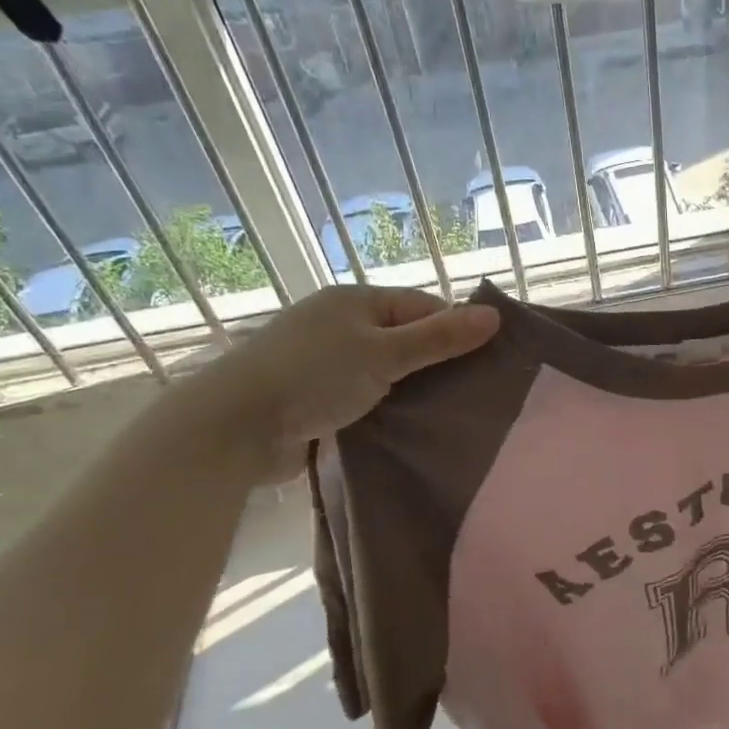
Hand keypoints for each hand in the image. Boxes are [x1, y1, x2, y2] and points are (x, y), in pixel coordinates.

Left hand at [175, 286, 499, 481]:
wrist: (234, 427)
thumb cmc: (312, 376)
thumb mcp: (384, 354)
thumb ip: (439, 338)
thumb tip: (495, 316)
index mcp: (355, 301)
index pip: (422, 307)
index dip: (454, 330)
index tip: (485, 362)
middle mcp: (338, 324)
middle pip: (404, 339)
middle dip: (435, 363)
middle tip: (471, 393)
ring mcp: (323, 362)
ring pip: (385, 372)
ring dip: (410, 390)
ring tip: (446, 414)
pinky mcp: (313, 397)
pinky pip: (363, 397)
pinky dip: (384, 409)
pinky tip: (407, 428)